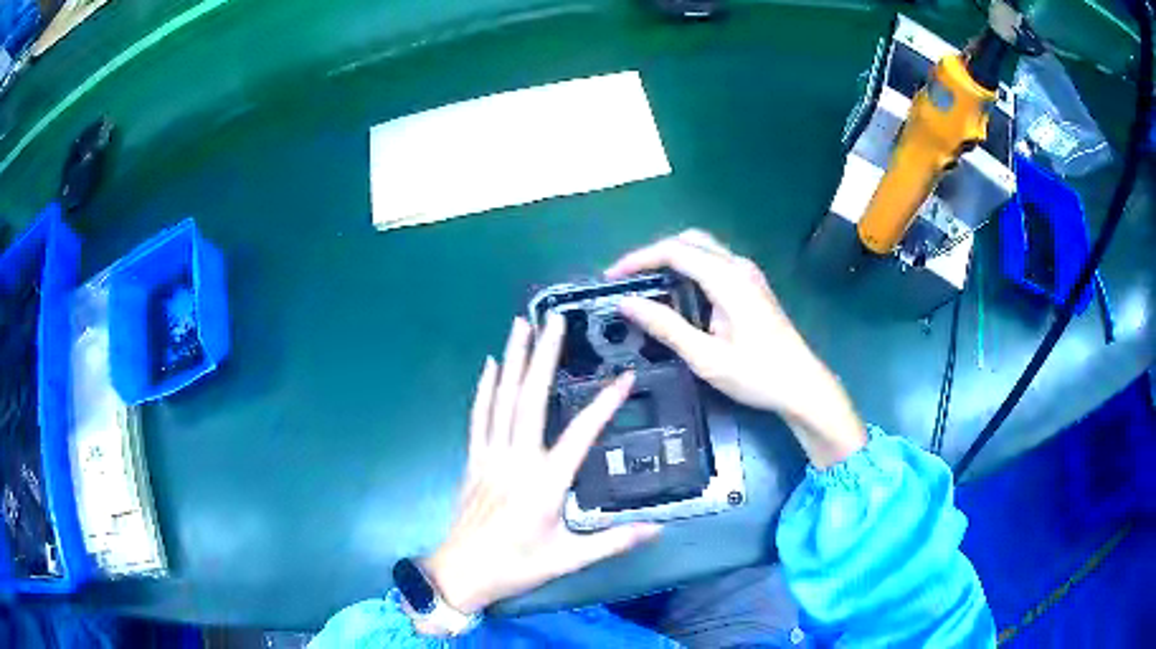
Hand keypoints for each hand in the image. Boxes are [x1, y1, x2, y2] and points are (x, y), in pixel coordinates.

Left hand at [415, 316, 660, 632]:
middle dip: (542, 356)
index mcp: (544, 484)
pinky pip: (478, 417)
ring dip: (512, 360)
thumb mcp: (569, 559)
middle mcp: (516, 461)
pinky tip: (489, 365)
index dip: (604, 404)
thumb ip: (613, 542)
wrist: (462, 573)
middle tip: (554, 320)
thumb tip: (657, 529)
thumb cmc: (516, 567)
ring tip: (521, 325)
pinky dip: (483, 389)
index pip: (580, 435)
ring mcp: (490, 457)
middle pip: (530, 400)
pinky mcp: (473, 460)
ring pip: (501, 400)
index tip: (623, 377)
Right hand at [606, 229, 865, 467]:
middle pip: (688, 241)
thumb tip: (627, 303)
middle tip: (629, 279)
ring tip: (646, 286)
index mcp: (727, 279)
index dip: (638, 259)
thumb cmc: (758, 375)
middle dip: (654, 254)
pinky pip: (713, 263)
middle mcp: (738, 267)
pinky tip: (677, 294)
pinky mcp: (751, 285)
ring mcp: (748, 274)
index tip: (612, 277)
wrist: (803, 386)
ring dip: (672, 260)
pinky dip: (688, 269)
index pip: (674, 251)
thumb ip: (666, 327)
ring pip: (702, 249)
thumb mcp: (706, 357)